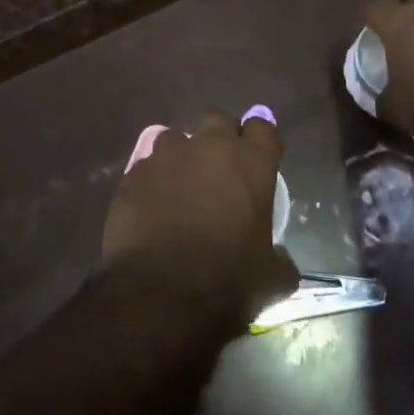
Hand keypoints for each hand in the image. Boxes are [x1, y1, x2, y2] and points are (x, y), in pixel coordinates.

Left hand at [100, 110, 297, 331]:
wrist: (158, 294)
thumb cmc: (226, 282)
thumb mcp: (271, 279)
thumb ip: (280, 259)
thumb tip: (280, 259)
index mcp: (250, 163)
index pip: (263, 128)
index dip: (261, 142)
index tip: (259, 162)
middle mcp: (208, 147)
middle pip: (218, 120)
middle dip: (221, 138)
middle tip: (221, 171)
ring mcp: (166, 156)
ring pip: (176, 139)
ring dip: (183, 157)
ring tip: (181, 189)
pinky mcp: (133, 174)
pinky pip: (147, 167)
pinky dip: (153, 182)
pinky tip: (152, 209)